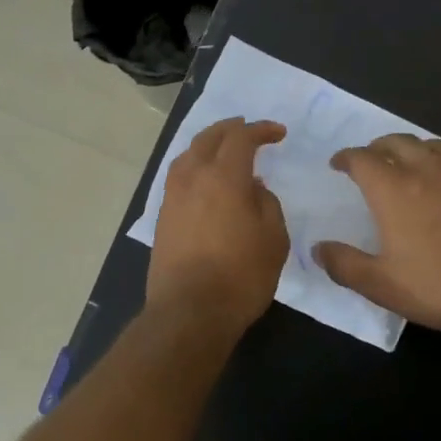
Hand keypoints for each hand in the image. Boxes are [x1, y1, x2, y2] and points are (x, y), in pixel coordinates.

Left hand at [147, 117, 289, 331]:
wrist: (189, 312)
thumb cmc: (240, 276)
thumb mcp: (273, 239)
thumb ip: (267, 203)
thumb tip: (253, 187)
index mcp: (223, 176)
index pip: (241, 138)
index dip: (261, 130)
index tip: (278, 133)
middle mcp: (193, 178)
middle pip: (208, 138)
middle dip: (230, 129)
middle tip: (247, 129)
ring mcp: (172, 197)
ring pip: (187, 155)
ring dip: (207, 145)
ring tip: (223, 149)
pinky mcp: (162, 217)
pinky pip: (179, 177)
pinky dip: (194, 166)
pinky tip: (204, 179)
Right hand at [316, 134, 440, 333]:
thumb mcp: (382, 285)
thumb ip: (344, 264)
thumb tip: (317, 249)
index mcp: (392, 188)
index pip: (360, 158)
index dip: (346, 158)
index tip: (340, 164)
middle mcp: (425, 166)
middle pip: (395, 141)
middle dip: (378, 148)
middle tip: (374, 161)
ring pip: (431, 144)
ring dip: (415, 151)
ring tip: (414, 165)